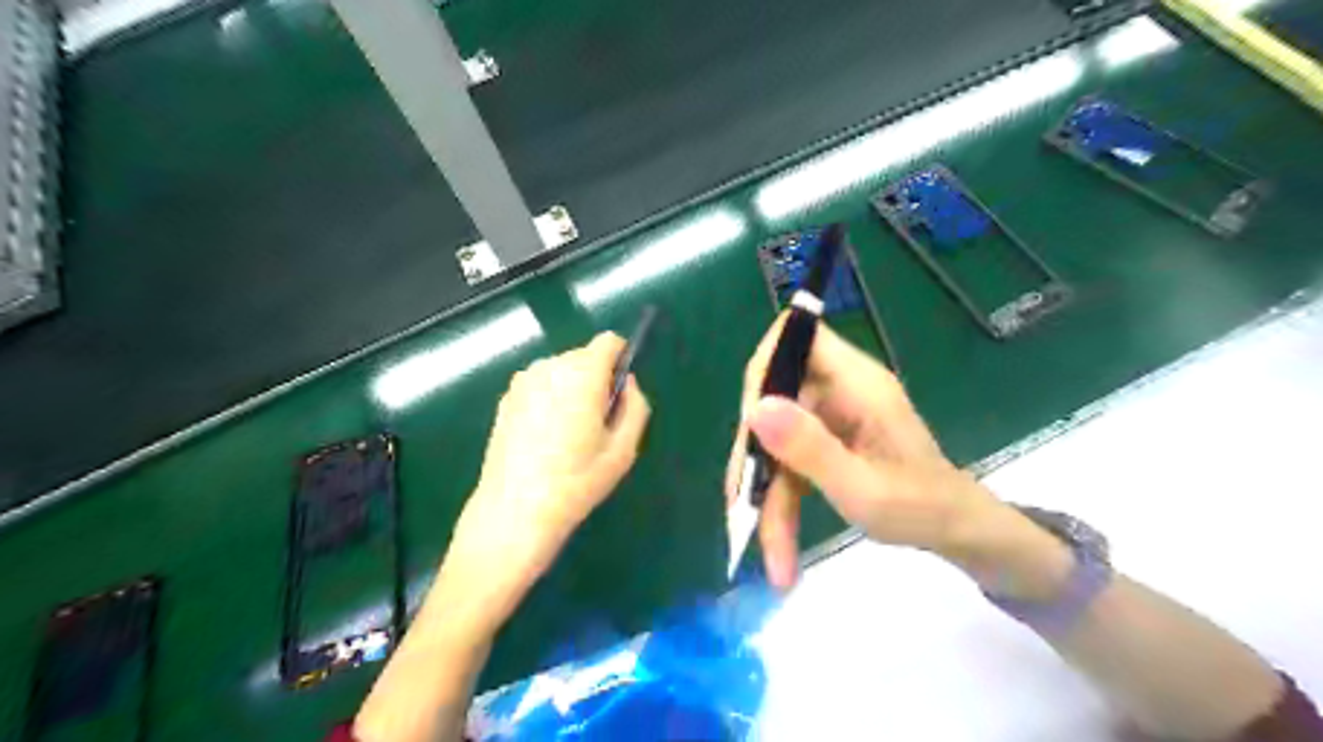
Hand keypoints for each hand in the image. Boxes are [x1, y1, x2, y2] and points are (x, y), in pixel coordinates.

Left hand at [444, 333, 648, 627]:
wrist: (514, 511)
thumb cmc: (576, 481)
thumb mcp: (624, 449)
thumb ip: (636, 406)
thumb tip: (627, 384)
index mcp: (581, 374)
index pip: (609, 341)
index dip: (621, 359)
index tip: (620, 391)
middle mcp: (549, 366)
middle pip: (584, 357)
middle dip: (597, 379)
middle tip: (597, 424)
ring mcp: (522, 382)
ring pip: (561, 372)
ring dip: (572, 390)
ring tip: (569, 435)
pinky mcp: (505, 399)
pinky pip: (540, 386)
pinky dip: (550, 400)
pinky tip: (545, 439)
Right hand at [724, 314, 1055, 591]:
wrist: (955, 529)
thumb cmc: (923, 508)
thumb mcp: (863, 488)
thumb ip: (811, 449)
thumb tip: (755, 408)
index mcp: (857, 382)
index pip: (796, 336)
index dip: (764, 368)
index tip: (749, 422)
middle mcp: (838, 388)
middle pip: (772, 396)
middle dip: (755, 455)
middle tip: (745, 508)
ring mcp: (830, 414)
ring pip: (773, 435)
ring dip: (764, 490)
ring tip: (772, 553)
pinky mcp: (824, 438)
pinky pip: (785, 456)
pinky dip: (777, 496)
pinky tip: (779, 544)